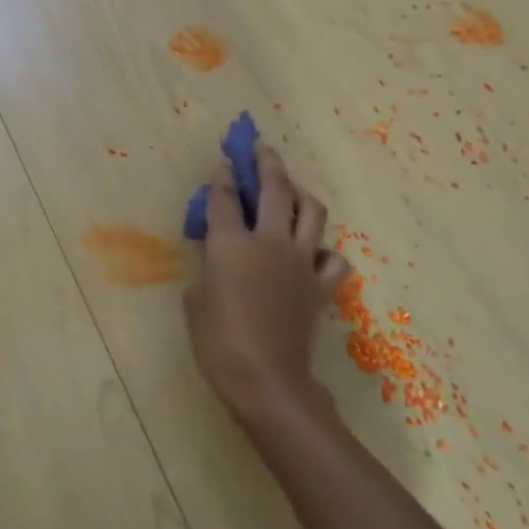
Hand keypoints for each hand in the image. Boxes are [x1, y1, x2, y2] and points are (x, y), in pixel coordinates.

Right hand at [183, 144, 348, 427]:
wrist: (266, 379)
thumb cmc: (218, 342)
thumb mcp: (195, 301)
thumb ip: (207, 271)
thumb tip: (219, 263)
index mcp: (231, 244)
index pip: (225, 198)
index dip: (223, 177)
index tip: (224, 163)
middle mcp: (270, 242)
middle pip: (275, 189)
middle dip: (266, 163)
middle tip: (260, 149)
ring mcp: (301, 262)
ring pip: (312, 212)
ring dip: (301, 193)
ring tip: (292, 189)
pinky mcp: (321, 287)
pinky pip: (332, 257)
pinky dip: (324, 249)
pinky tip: (313, 252)